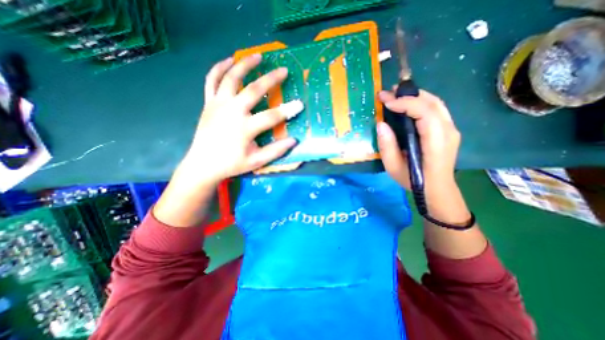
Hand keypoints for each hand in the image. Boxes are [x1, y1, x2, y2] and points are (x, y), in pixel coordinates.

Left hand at [178, 54, 304, 184]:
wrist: (203, 164)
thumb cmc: (232, 164)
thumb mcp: (256, 161)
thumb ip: (275, 151)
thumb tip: (293, 141)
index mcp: (245, 128)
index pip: (271, 116)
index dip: (288, 110)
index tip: (300, 104)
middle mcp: (231, 112)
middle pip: (253, 90)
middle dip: (271, 79)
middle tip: (284, 70)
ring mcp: (218, 105)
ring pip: (231, 78)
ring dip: (245, 65)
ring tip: (258, 56)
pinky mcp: (208, 103)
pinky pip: (212, 80)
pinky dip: (219, 67)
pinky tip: (229, 60)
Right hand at [376, 90, 460, 191]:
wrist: (437, 189)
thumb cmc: (414, 181)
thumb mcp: (393, 167)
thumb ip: (387, 146)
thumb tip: (381, 124)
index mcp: (436, 143)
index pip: (425, 113)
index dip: (405, 103)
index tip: (386, 102)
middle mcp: (448, 132)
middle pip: (432, 103)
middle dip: (409, 94)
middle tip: (388, 93)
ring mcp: (451, 129)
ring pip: (436, 103)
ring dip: (415, 95)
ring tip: (396, 94)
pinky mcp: (448, 130)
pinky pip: (436, 109)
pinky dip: (420, 102)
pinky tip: (408, 104)